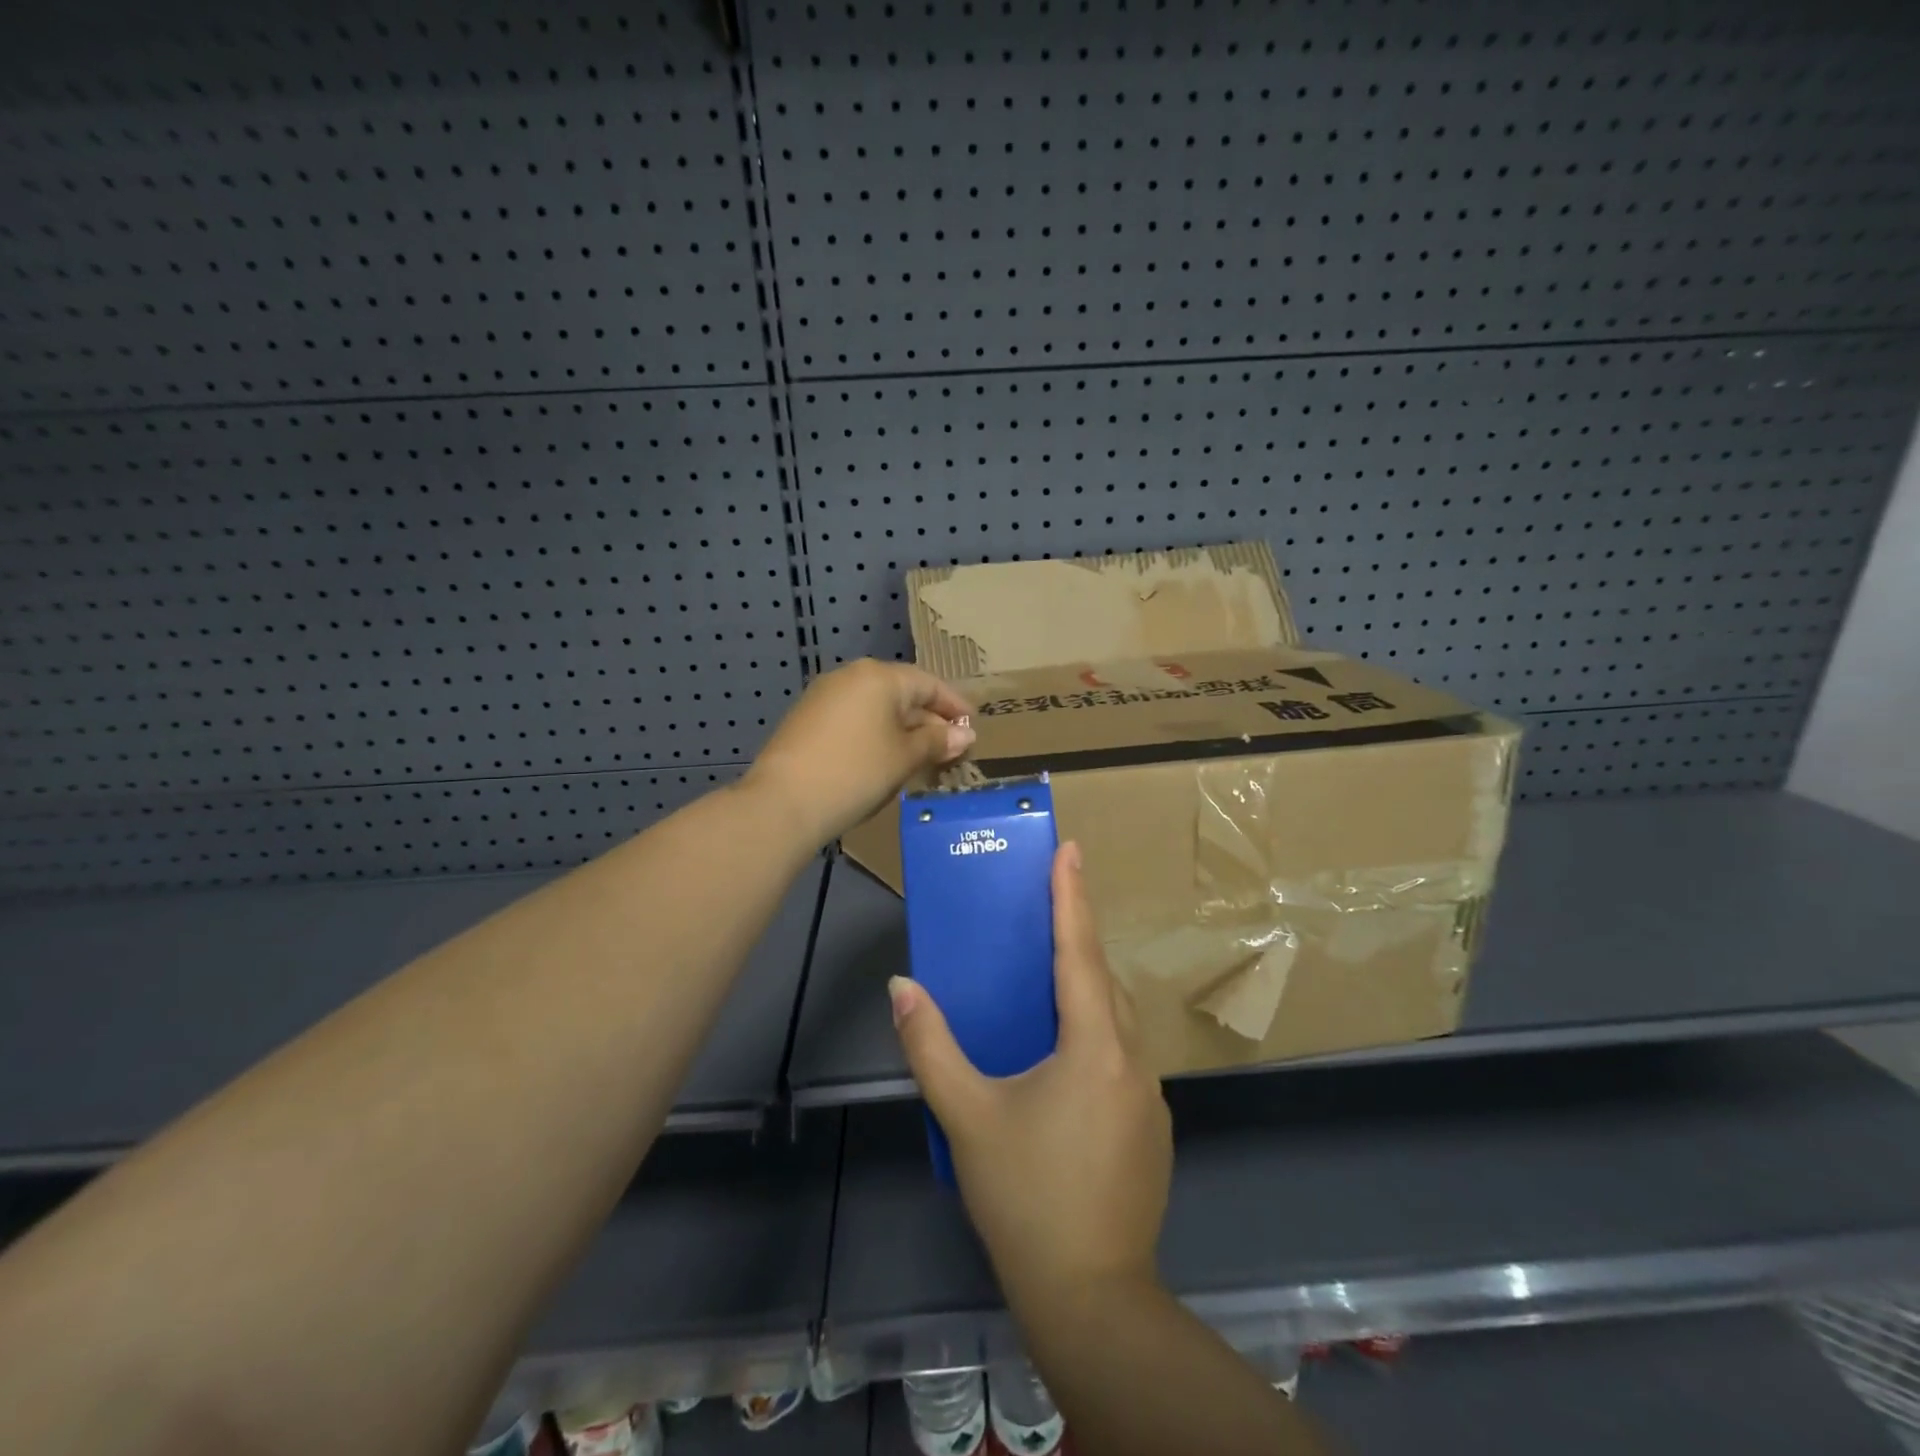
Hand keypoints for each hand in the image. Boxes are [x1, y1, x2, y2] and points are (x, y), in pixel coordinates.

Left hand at [744, 658, 975, 850]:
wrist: (783, 802)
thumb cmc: (856, 772)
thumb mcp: (905, 758)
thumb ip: (937, 741)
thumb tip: (965, 734)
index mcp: (880, 676)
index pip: (928, 683)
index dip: (954, 706)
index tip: (974, 727)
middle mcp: (851, 676)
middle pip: (902, 693)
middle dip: (929, 720)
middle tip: (951, 749)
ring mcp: (824, 697)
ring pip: (877, 708)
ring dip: (903, 730)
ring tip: (922, 758)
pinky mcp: (807, 719)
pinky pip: (855, 719)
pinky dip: (876, 735)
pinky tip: (885, 760)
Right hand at [890, 844, 1173, 1306]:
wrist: (1091, 1297)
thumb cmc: (1025, 1197)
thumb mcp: (967, 1117)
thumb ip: (930, 1045)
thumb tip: (902, 985)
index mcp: (1093, 1046)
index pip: (1080, 951)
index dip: (1072, 896)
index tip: (1069, 849)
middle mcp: (1131, 1059)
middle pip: (1102, 980)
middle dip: (1078, 937)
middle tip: (1049, 908)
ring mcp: (1149, 1095)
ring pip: (1117, 1018)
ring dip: (1088, 987)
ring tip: (1051, 976)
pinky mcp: (1152, 1126)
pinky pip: (1123, 1053)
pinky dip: (1096, 1030)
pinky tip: (1066, 1056)